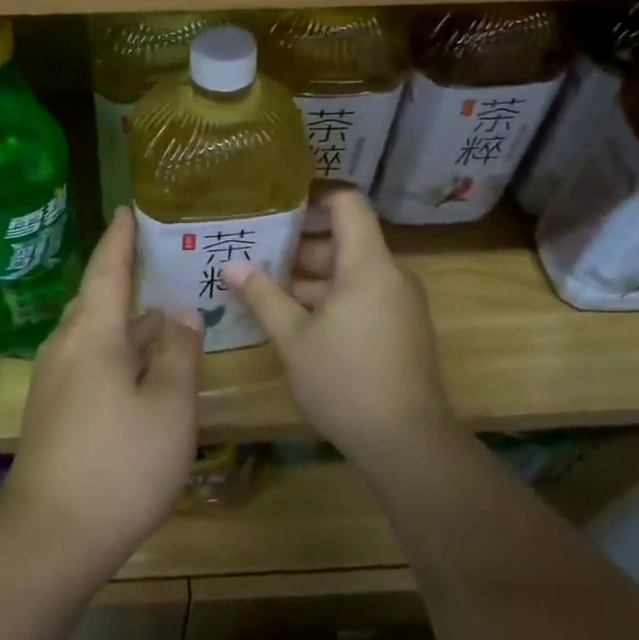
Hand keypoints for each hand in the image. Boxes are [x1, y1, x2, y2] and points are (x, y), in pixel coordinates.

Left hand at [0, 209, 202, 573]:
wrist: (51, 536)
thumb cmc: (119, 464)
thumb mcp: (169, 407)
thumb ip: (179, 353)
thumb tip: (180, 312)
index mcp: (92, 335)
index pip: (107, 269)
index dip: (119, 238)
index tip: (127, 209)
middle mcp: (65, 348)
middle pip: (94, 298)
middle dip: (121, 276)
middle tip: (156, 258)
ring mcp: (53, 382)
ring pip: (90, 332)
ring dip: (121, 317)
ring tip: (157, 312)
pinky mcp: (52, 411)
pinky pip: (86, 359)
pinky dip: (113, 348)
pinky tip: (137, 367)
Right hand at [224, 189, 452, 465]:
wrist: (408, 443)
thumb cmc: (345, 381)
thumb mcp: (293, 338)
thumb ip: (263, 296)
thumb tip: (230, 264)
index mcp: (368, 265)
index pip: (348, 203)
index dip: (314, 196)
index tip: (275, 203)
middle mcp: (389, 276)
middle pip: (344, 240)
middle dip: (298, 246)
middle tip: (253, 252)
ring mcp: (398, 304)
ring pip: (350, 273)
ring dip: (309, 278)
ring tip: (262, 287)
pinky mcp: (400, 330)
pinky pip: (361, 297)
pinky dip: (329, 299)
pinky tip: (293, 320)